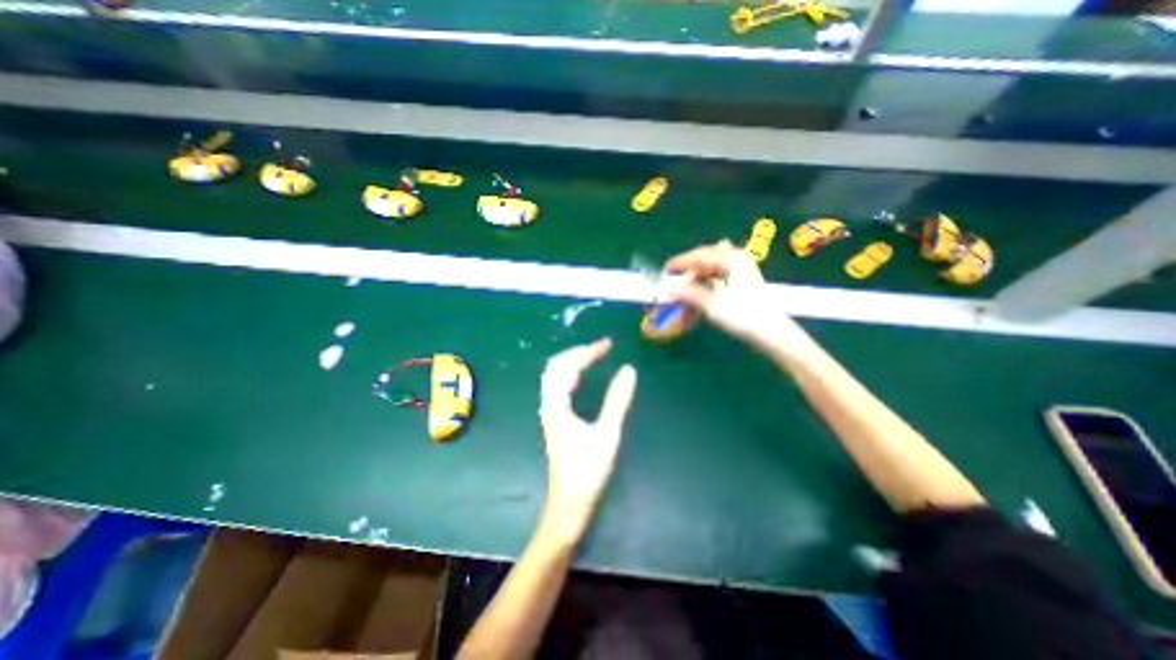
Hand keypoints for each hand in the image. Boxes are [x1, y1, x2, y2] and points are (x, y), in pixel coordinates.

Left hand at [538, 338, 638, 539]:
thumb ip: (617, 400)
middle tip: (600, 347)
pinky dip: (570, 374)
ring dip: (572, 361)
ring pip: (554, 376)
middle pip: (555, 366)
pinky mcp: (554, 419)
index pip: (568, 367)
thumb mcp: (607, 433)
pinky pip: (557, 386)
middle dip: (577, 352)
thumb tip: (628, 370)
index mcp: (556, 405)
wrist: (569, 502)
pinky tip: (581, 377)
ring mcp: (549, 412)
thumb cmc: (587, 470)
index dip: (587, 352)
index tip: (607, 344)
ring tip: (593, 355)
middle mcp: (548, 404)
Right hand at [665, 241, 803, 345]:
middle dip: (687, 274)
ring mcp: (741, 270)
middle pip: (704, 262)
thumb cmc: (743, 316)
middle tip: (672, 285)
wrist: (771, 332)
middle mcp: (736, 259)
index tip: (665, 271)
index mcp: (731, 259)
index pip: (699, 256)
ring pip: (710, 271)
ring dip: (695, 282)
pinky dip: (705, 287)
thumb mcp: (713, 305)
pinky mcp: (742, 281)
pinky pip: (717, 279)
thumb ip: (689, 294)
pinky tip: (698, 295)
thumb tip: (669, 289)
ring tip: (684, 294)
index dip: (680, 263)